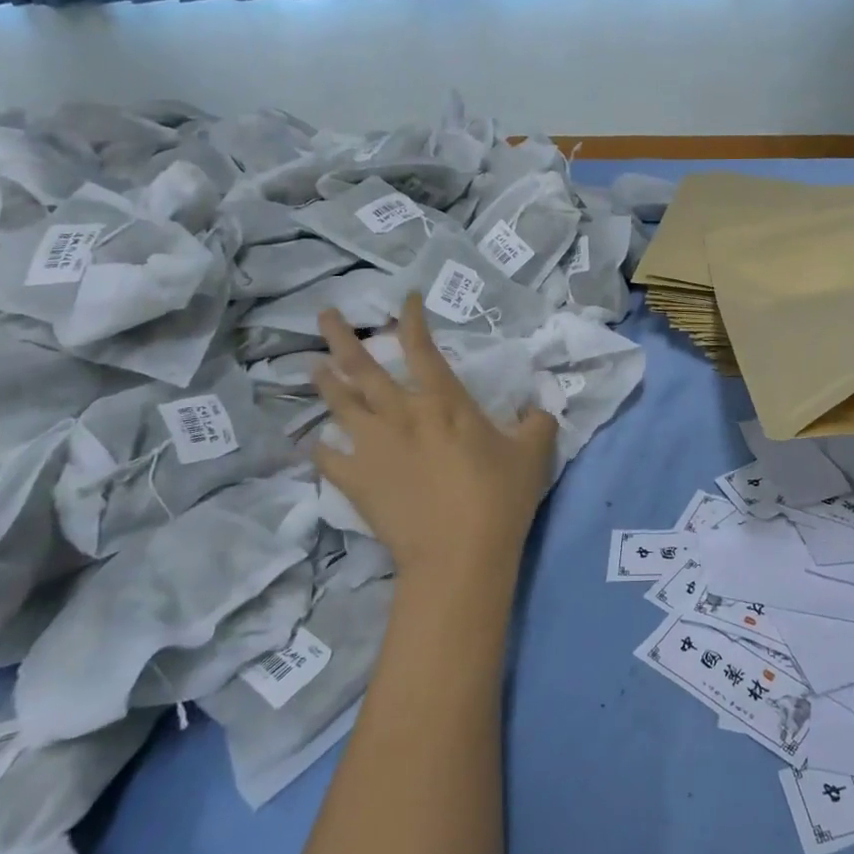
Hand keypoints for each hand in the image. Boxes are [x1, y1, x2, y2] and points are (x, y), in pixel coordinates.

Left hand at [312, 295, 557, 597]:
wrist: (459, 555)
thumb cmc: (498, 498)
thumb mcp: (533, 453)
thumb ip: (537, 423)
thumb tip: (539, 409)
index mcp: (444, 401)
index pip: (422, 347)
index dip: (412, 318)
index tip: (405, 299)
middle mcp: (401, 414)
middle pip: (363, 367)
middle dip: (342, 338)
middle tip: (324, 315)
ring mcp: (372, 447)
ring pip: (340, 404)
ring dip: (325, 381)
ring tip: (314, 366)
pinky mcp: (356, 481)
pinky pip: (328, 458)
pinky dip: (321, 447)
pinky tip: (317, 441)